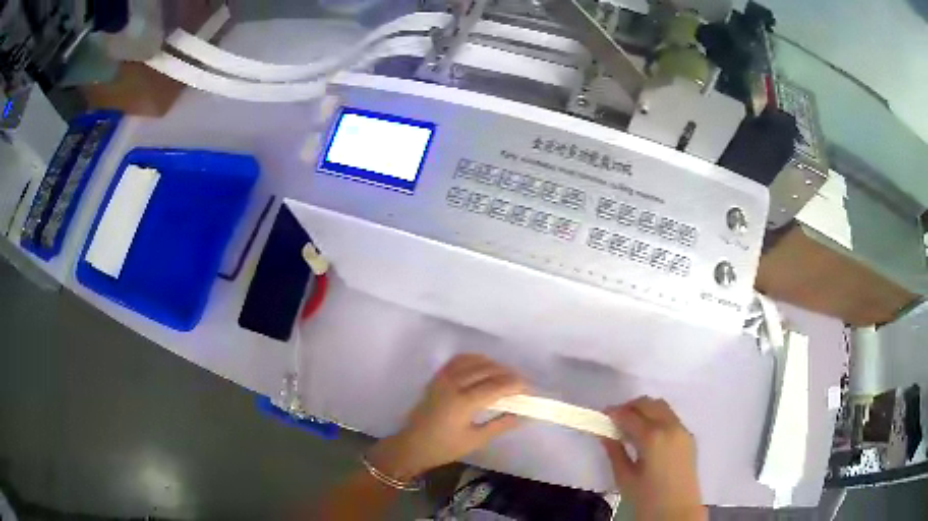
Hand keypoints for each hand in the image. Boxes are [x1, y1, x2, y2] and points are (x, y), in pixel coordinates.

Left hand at [367, 354, 526, 481]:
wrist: (412, 444)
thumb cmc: (444, 447)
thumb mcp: (476, 440)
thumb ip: (501, 424)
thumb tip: (523, 415)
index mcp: (463, 402)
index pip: (497, 386)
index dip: (516, 385)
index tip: (529, 389)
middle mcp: (454, 384)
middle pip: (488, 370)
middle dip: (508, 374)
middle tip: (521, 384)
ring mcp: (443, 378)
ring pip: (474, 361)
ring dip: (493, 365)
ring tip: (506, 376)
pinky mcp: (437, 377)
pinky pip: (459, 360)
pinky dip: (475, 359)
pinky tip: (484, 367)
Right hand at [602, 397, 705, 520]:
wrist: (677, 510)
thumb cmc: (647, 498)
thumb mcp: (625, 478)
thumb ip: (615, 452)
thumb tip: (605, 434)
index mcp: (653, 437)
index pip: (629, 415)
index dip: (613, 413)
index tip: (601, 416)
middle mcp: (670, 427)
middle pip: (648, 404)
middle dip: (630, 407)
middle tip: (614, 419)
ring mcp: (682, 430)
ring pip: (662, 407)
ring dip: (645, 409)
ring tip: (630, 425)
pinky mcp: (689, 436)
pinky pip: (671, 417)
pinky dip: (657, 417)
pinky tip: (647, 434)